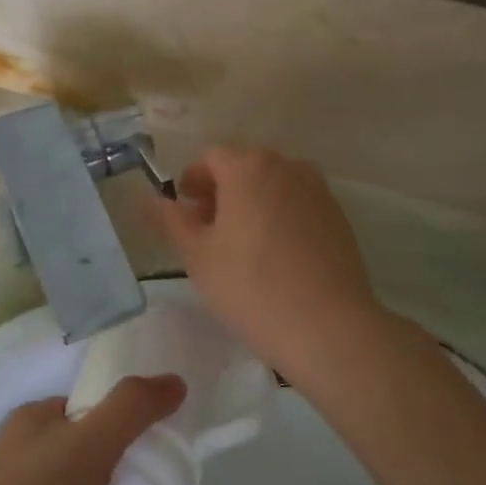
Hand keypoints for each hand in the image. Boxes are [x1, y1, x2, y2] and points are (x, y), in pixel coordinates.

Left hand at [0, 376, 196, 484]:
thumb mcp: (87, 440)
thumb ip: (132, 407)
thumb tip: (175, 381)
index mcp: (36, 423)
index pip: (88, 403)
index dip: (127, 403)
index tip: (167, 407)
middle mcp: (41, 459)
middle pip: (101, 444)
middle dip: (141, 446)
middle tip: (184, 446)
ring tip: (190, 482)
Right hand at [147, 146, 392, 387]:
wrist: (328, 327)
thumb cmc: (251, 287)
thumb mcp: (197, 255)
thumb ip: (170, 220)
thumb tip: (147, 198)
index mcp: (249, 167)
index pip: (210, 157)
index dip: (191, 182)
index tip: (185, 214)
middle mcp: (287, 167)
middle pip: (244, 167)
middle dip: (221, 192)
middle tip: (208, 232)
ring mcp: (318, 190)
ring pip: (272, 186)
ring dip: (251, 203)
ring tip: (241, 247)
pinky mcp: (338, 217)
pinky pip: (297, 205)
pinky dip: (279, 217)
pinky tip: (275, 257)